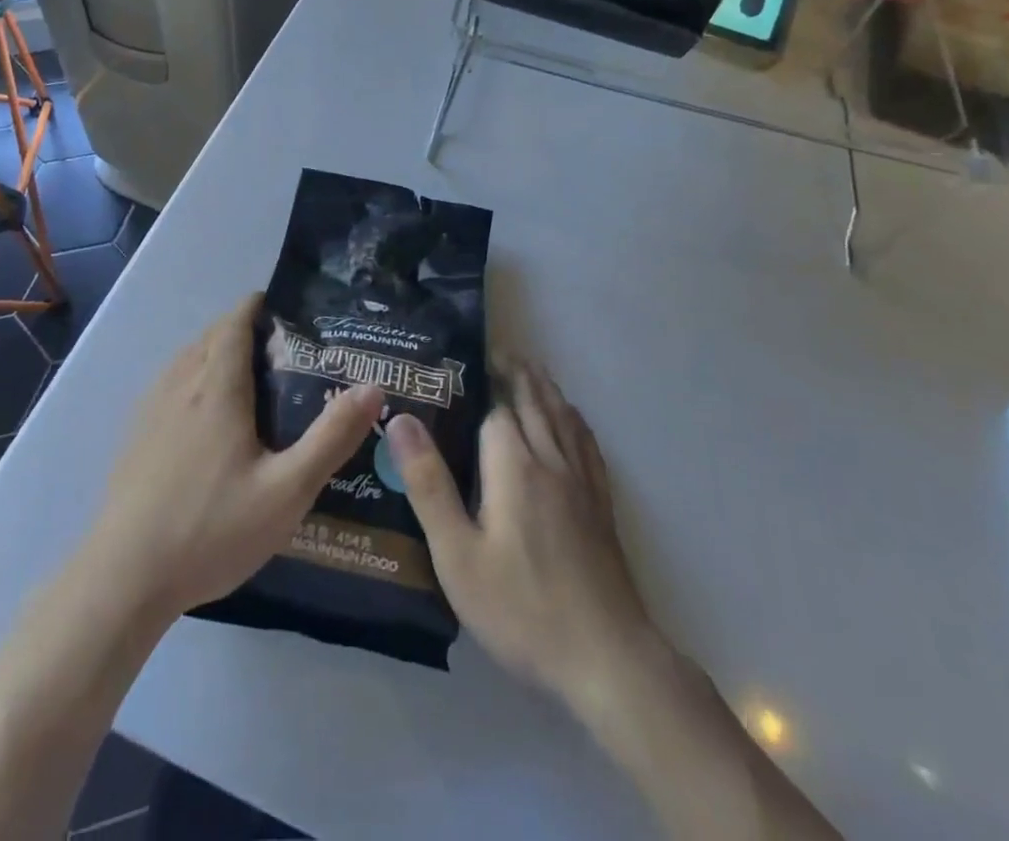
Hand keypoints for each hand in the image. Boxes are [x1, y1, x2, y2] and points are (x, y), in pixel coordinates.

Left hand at [82, 293, 383, 624]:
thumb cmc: (210, 529)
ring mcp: (151, 408)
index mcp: (217, 386)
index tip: (291, 312)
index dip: (260, 306)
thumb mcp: (286, 490)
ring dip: (218, 352)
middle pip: (213, 335)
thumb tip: (373, 387)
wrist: (123, 578)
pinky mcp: (135, 434)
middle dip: (245, 329)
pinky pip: (170, 383)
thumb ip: (331, 438)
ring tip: (253, 379)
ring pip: (188, 358)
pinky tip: (209, 418)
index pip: (235, 321)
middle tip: (286, 351)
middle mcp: (180, 384)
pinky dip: (195, 377)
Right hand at [388, 362, 671, 717]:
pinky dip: (574, 419)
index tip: (463, 361)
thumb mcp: (457, 553)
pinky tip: (571, 420)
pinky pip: (587, 443)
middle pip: (534, 400)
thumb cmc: (522, 607)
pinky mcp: (601, 505)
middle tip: (497, 351)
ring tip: (530, 370)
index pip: (497, 405)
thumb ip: (428, 483)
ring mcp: (582, 481)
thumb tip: (401, 419)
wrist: (607, 658)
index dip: (481, 381)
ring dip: (545, 387)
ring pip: (563, 416)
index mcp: (513, 464)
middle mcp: (551, 460)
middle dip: (516, 372)